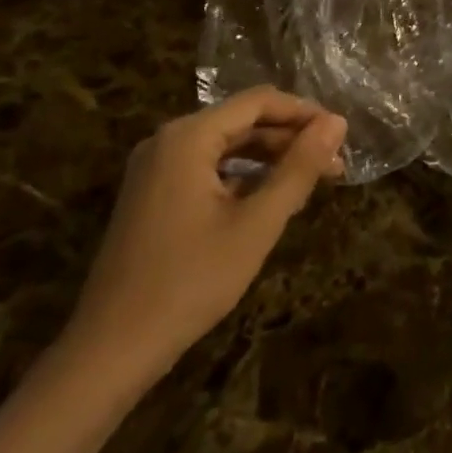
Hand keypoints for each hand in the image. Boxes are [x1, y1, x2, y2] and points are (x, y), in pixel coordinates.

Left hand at [60, 87, 345, 388]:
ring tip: (311, 181)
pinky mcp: (152, 195)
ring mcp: (155, 168)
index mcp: (189, 136)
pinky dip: (242, 176)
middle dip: (290, 138)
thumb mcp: (256, 224)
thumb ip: (299, 168)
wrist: (110, 351)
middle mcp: (168, 140)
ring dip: (270, 158)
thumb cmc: (190, 281)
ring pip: (226, 145)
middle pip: (242, 121)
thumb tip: (337, 123)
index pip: (259, 101)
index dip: (304, 113)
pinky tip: (270, 199)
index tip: (341, 136)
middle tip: (334, 165)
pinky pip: (207, 168)